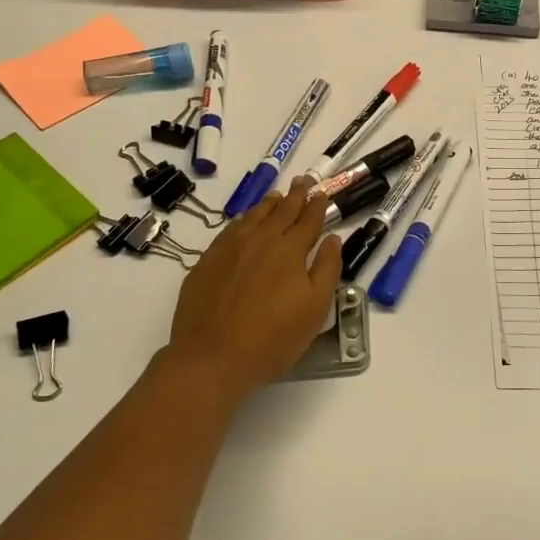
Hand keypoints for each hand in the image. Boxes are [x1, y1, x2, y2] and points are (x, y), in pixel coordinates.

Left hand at [159, 176, 343, 404]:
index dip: (317, 205)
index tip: (322, 193)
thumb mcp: (315, 308)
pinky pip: (230, 230)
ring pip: (253, 217)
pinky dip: (243, 220)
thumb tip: (332, 238)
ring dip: (268, 204)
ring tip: (276, 196)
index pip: (308, 220)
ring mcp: (229, 249)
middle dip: (295, 195)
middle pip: (281, 211)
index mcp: (289, 250)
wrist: (211, 358)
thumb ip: (327, 269)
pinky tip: (244, 222)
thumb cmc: (272, 338)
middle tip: (303, 181)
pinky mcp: (206, 262)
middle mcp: (260, 240)